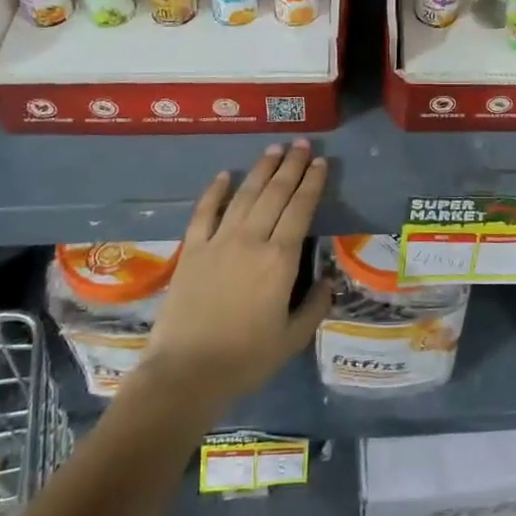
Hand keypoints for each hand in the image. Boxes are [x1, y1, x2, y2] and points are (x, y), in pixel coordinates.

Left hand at [140, 141, 334, 406]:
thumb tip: (328, 280)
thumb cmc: (246, 358)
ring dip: (261, 169)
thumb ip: (315, 305)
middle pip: (275, 193)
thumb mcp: (292, 338)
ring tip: (274, 149)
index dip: (312, 183)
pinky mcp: (193, 250)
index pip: (301, 209)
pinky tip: (225, 175)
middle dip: (291, 165)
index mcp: (280, 259)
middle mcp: (252, 240)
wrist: (186, 372)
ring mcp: (219, 241)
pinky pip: (205, 212)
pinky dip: (216, 191)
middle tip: (301, 144)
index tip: (320, 162)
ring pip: (244, 195)